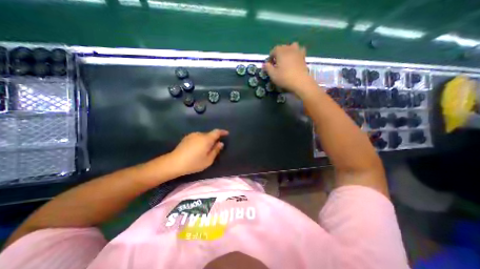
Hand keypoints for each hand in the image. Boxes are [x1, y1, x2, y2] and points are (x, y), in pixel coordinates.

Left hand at [168, 128, 228, 175]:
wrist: (174, 163)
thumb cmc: (194, 163)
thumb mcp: (208, 160)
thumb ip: (216, 150)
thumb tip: (220, 143)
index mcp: (206, 139)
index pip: (217, 132)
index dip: (222, 132)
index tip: (226, 133)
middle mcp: (200, 134)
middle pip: (209, 134)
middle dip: (213, 139)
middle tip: (214, 148)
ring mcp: (192, 135)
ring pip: (203, 136)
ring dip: (206, 141)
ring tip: (204, 150)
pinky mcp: (186, 138)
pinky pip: (197, 137)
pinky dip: (200, 141)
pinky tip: (197, 149)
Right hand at [262, 42, 315, 94]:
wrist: (300, 82)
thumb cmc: (284, 78)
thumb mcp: (272, 74)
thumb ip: (267, 67)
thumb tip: (265, 64)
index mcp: (280, 51)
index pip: (273, 51)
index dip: (270, 58)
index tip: (269, 65)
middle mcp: (289, 48)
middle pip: (282, 48)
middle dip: (278, 55)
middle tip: (276, 64)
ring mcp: (298, 51)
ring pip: (291, 47)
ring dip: (288, 52)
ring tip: (286, 61)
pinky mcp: (304, 56)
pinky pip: (299, 51)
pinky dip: (296, 54)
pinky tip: (294, 60)